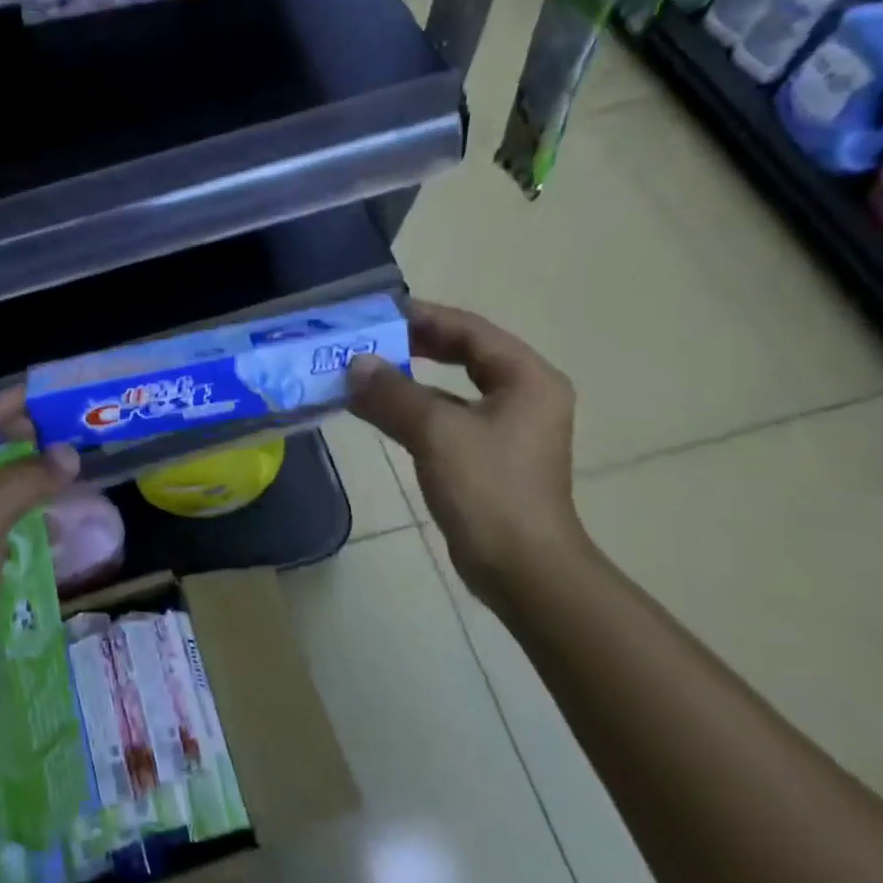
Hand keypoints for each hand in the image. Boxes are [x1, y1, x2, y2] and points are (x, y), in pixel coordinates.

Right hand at [346, 301, 588, 606]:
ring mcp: (505, 428)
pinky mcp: (486, 457)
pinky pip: (444, 418)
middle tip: (367, 338)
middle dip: (413, 344)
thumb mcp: (437, 432)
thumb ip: (393, 392)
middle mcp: (522, 395)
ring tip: (361, 370)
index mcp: (526, 378)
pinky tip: (375, 410)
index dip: (423, 316)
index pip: (470, 330)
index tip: (378, 312)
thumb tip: (355, 365)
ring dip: (407, 379)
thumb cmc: (490, 490)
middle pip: (463, 354)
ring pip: (449, 388)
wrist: (523, 570)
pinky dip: (411, 410)